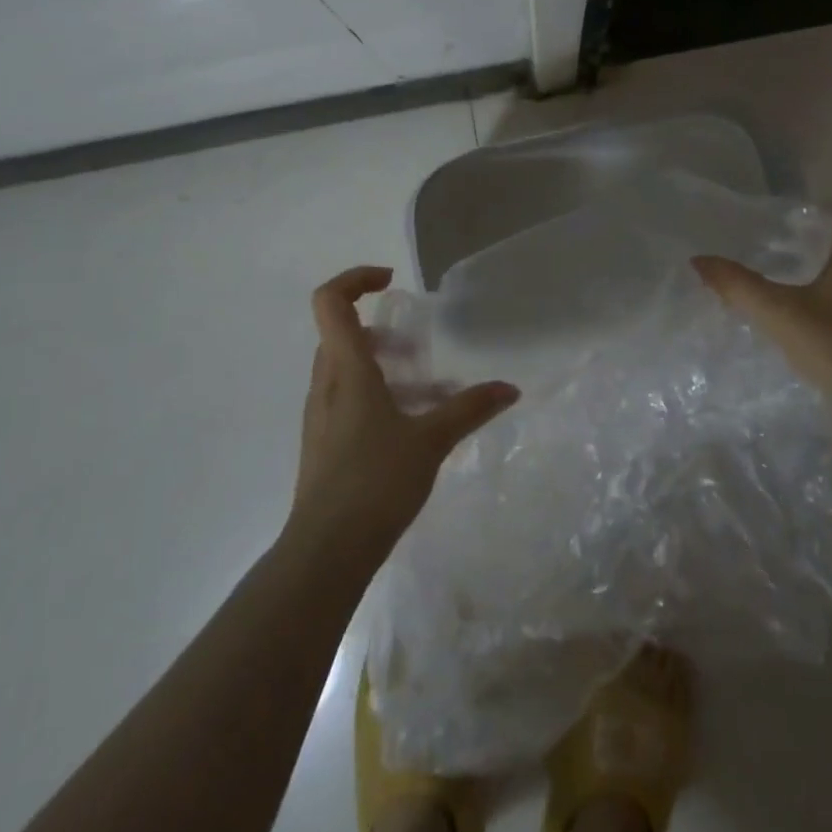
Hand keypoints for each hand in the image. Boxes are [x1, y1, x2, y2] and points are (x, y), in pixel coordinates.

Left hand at [287, 266, 519, 555]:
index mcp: (346, 368)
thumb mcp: (431, 440)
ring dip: (384, 369)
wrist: (326, 552)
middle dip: (383, 333)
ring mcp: (321, 415)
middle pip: (343, 335)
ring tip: (428, 394)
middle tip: (419, 350)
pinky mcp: (324, 443)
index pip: (331, 301)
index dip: (356, 278)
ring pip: (347, 370)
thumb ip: (470, 409)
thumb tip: (510, 388)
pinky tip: (411, 430)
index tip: (392, 283)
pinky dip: (377, 397)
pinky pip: (348, 400)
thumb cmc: (375, 481)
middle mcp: (326, 384)